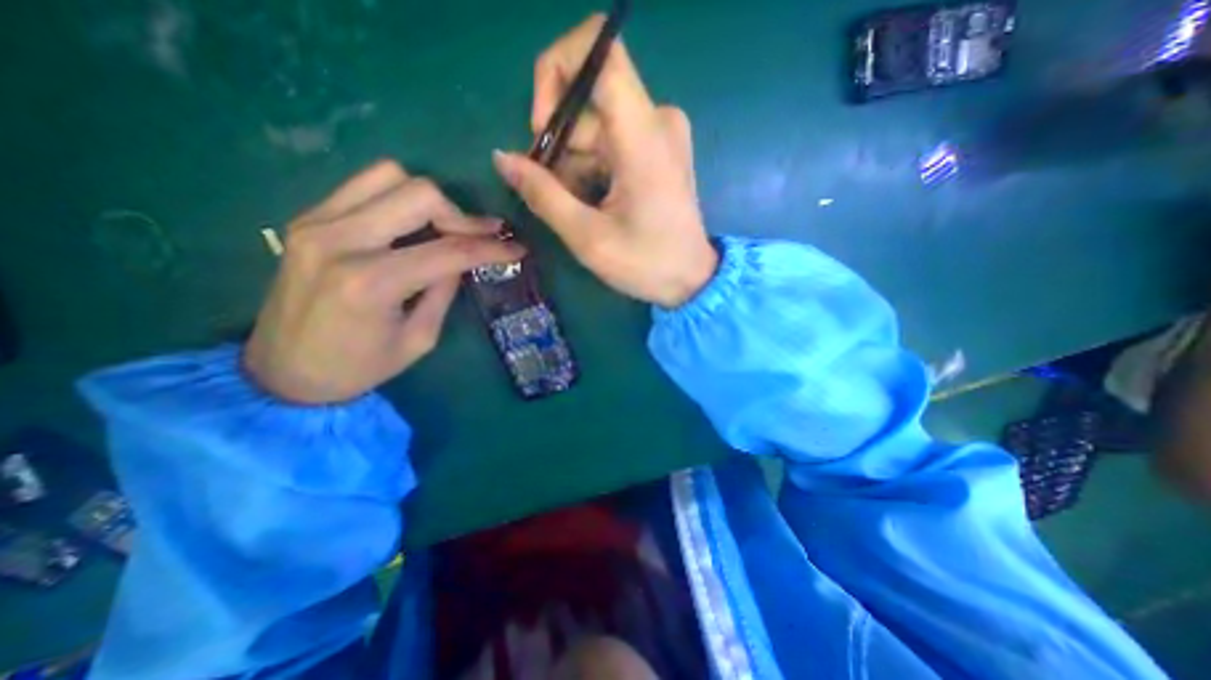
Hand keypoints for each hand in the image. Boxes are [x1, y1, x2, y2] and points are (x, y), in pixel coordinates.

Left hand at [245, 160, 526, 402]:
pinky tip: (411, 224)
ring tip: (445, 228)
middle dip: (461, 216)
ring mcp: (316, 222)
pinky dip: (398, 198)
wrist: (281, 373)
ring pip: (390, 176)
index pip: (449, 250)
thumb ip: (444, 291)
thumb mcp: (419, 339)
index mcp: (371, 283)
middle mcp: (340, 240)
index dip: (490, 247)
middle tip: (480, 237)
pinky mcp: (307, 218)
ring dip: (429, 201)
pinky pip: (364, 185)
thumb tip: (464, 259)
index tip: (517, 247)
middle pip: (419, 195)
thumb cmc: (359, 367)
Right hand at [492, 12, 715, 308]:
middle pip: (587, 100)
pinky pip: (612, 140)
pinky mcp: (659, 147)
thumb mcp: (587, 237)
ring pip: (595, 125)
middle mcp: (657, 119)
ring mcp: (660, 132)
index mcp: (643, 134)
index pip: (598, 49)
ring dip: (573, 163)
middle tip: (554, 192)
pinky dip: (592, 167)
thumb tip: (502, 158)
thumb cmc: (645, 263)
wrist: (691, 278)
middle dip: (558, 143)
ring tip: (578, 208)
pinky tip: (594, 202)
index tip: (540, 128)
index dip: (555, 72)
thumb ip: (543, 195)